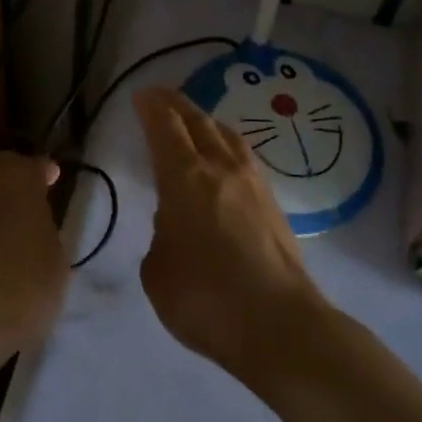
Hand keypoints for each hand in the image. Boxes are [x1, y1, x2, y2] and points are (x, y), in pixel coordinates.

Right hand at [133, 86, 329, 376]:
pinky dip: (226, 146)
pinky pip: (244, 158)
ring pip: (228, 136)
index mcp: (185, 178)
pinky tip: (224, 161)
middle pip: (198, 121)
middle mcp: (221, 168)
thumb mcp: (158, 270)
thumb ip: (162, 234)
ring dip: (206, 122)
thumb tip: (177, 220)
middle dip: (176, 104)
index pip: (165, 126)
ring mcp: (254, 184)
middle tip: (160, 97)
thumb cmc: (206, 299)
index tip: (141, 95)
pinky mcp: (274, 204)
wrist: (280, 325)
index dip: (151, 107)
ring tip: (194, 123)